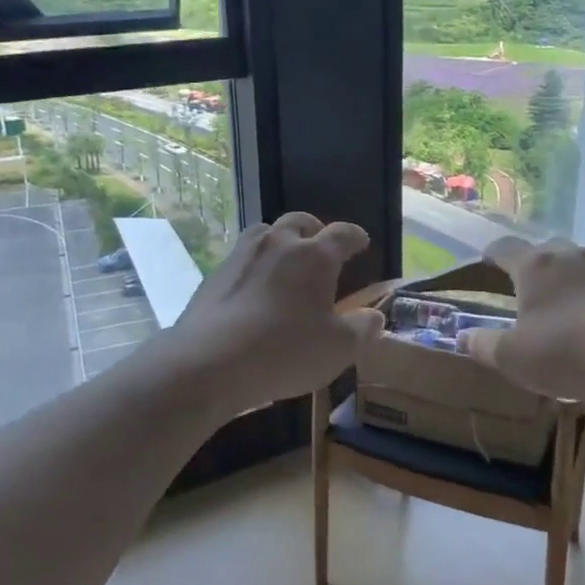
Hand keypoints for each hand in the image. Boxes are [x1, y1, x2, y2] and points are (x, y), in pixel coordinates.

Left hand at [164, 213, 383, 413]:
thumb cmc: (285, 351)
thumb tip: (375, 316)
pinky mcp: (214, 274)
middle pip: (300, 222)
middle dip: (315, 231)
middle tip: (321, 246)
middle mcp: (278, 244)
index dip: (355, 237)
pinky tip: (254, 289)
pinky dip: (254, 265)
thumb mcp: (338, 349)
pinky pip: (241, 258)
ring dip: (280, 241)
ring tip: (285, 262)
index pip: (342, 234)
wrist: (210, 362)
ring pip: (265, 233)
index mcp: (314, 256)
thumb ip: (362, 329)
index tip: (361, 243)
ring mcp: (241, 255)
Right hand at [460, 237, 584, 407]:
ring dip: (567, 280)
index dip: (491, 255)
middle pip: (545, 250)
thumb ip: (483, 345)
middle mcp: (570, 256)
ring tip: (561, 307)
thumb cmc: (563, 352)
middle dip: (533, 266)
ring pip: (578, 266)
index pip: (504, 247)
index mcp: (535, 265)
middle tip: (525, 291)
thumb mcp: (512, 357)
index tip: (485, 264)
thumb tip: (462, 337)